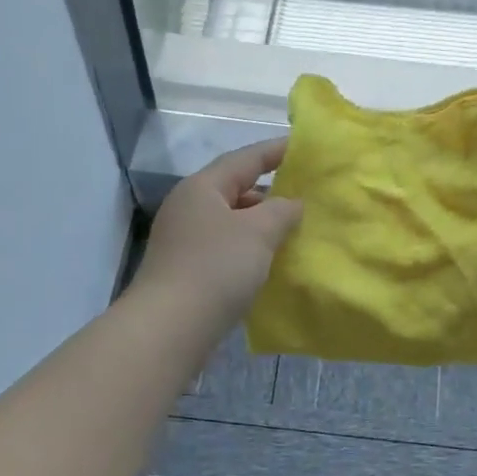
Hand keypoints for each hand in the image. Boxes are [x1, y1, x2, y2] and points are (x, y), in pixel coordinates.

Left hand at [133, 138, 302, 332]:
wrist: (170, 328)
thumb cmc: (216, 268)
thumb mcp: (258, 232)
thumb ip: (282, 210)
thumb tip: (293, 203)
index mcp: (202, 187)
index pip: (245, 159)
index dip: (276, 151)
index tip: (305, 148)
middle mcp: (189, 207)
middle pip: (236, 189)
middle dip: (272, 192)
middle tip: (307, 194)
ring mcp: (185, 239)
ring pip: (232, 221)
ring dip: (262, 223)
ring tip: (295, 229)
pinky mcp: (187, 269)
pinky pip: (226, 246)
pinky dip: (250, 247)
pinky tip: (271, 260)